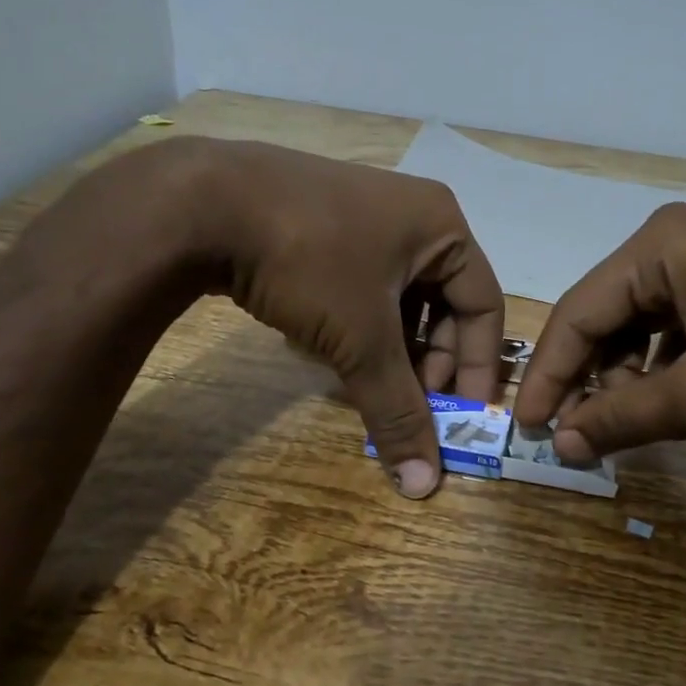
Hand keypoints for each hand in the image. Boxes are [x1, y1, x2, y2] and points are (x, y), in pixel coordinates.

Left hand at [170, 138, 503, 496]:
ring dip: (386, 349)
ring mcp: (362, 216)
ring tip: (363, 384)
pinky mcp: (320, 226)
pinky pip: (358, 286)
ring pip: (395, 299)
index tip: (462, 416)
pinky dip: (352, 324)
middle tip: (409, 406)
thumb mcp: (361, 341)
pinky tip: (320, 348)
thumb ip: (397, 410)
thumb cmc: (311, 261)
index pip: (485, 306)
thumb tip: (424, 483)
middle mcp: (411, 215)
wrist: (201, 202)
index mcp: (442, 227)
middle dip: (425, 362)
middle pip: (441, 304)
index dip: (478, 366)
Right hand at [513, 203, 685, 462]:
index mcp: (661, 244)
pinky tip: (659, 398)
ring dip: (622, 373)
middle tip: (571, 431)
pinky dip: (658, 362)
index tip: (527, 424)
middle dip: (587, 375)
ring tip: (619, 422)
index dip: (549, 373)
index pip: (579, 311)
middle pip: (606, 312)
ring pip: (638, 318)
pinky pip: (673, 320)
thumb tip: (561, 445)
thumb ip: (623, 417)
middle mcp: (678, 237)